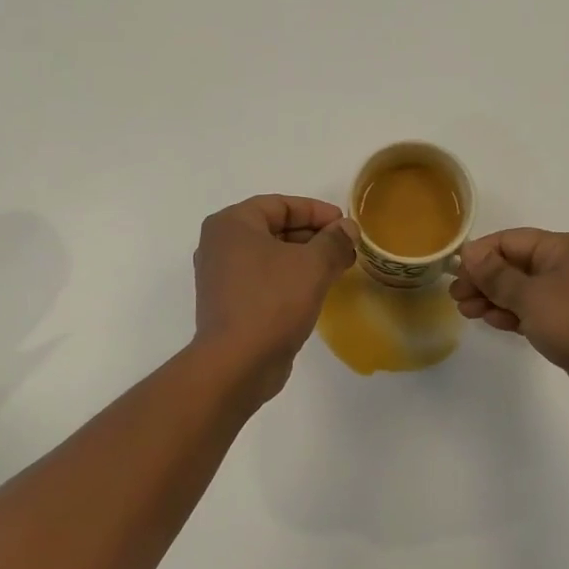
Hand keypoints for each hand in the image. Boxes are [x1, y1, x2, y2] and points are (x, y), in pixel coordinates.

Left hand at [193, 195, 358, 395]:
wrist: (237, 364)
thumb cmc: (272, 301)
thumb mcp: (312, 265)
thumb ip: (334, 241)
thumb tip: (348, 229)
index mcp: (231, 224)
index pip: (280, 205)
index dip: (317, 211)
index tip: (345, 224)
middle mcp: (220, 245)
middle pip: (274, 228)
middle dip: (313, 235)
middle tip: (346, 247)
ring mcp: (221, 277)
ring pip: (271, 256)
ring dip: (305, 258)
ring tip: (338, 267)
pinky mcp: (229, 304)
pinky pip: (264, 280)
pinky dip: (290, 279)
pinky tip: (316, 290)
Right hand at [451, 230, 568, 415]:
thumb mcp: (532, 297)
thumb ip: (497, 276)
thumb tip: (470, 253)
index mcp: (559, 248)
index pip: (509, 241)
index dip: (479, 255)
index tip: (454, 274)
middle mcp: (563, 266)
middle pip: (512, 265)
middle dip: (483, 279)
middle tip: (456, 297)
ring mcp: (567, 296)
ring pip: (519, 290)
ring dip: (492, 298)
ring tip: (466, 312)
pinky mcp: (567, 323)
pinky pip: (531, 311)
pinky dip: (510, 314)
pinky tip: (490, 321)